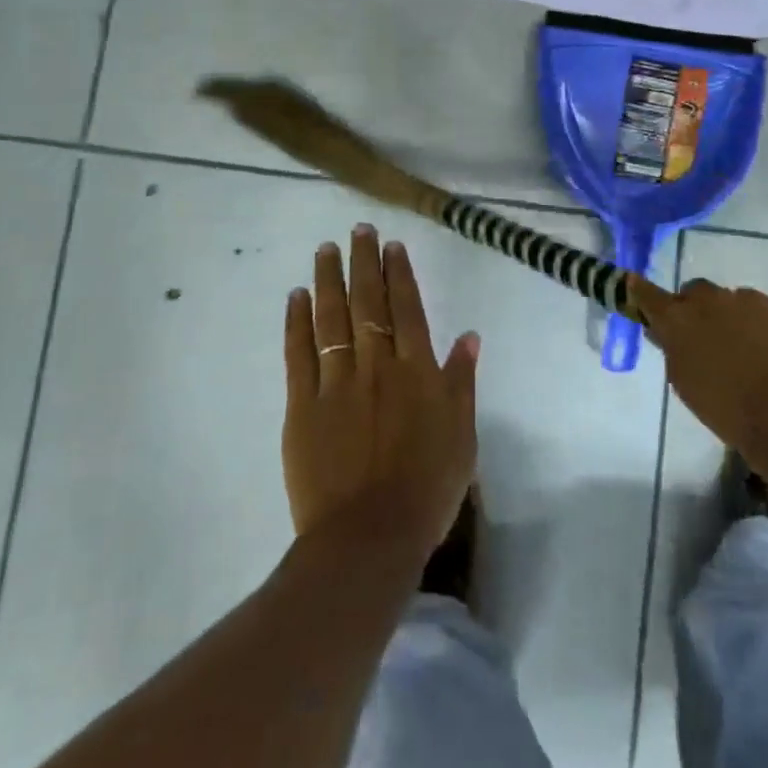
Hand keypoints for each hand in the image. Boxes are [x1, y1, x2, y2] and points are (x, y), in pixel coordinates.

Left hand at [282, 226, 478, 555]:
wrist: (369, 538)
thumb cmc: (426, 490)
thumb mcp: (462, 437)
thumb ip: (462, 382)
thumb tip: (470, 335)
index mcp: (416, 371)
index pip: (407, 308)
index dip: (399, 273)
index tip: (391, 245)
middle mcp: (376, 365)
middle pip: (368, 302)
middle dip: (363, 262)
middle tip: (358, 229)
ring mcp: (336, 383)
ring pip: (332, 317)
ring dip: (329, 279)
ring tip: (326, 249)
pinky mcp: (302, 405)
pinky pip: (299, 354)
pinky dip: (297, 321)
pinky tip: (297, 296)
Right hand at [639, 279, 767, 454]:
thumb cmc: (724, 407)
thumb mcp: (684, 382)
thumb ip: (674, 350)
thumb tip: (669, 334)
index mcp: (679, 318)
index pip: (649, 295)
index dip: (640, 290)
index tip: (633, 283)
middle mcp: (714, 300)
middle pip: (698, 292)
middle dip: (698, 308)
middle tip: (705, 336)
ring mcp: (756, 303)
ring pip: (738, 301)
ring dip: (737, 319)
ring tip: (749, 354)